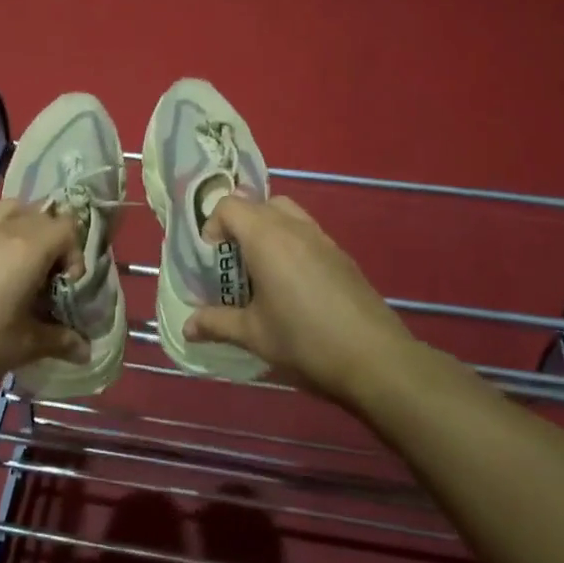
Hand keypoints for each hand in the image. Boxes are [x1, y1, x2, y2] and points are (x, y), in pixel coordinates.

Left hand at [0, 199, 91, 401]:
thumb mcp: (23, 347)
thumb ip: (59, 340)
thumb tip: (87, 349)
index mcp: (27, 248)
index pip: (67, 228)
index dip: (76, 255)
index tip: (67, 290)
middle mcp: (4, 230)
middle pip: (44, 215)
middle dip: (56, 243)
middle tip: (50, 283)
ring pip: (15, 211)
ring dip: (29, 232)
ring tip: (26, 271)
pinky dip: (5, 238)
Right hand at [183, 194, 414, 408]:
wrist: (376, 358)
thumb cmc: (305, 341)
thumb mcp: (254, 335)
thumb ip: (217, 324)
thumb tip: (187, 327)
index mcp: (266, 237)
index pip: (230, 206)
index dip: (213, 225)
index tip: (211, 258)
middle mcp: (293, 227)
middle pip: (258, 204)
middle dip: (239, 226)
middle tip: (233, 263)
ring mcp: (322, 238)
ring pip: (286, 213)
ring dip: (267, 230)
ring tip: (262, 271)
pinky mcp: (342, 254)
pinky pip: (307, 232)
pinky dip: (291, 243)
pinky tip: (293, 285)